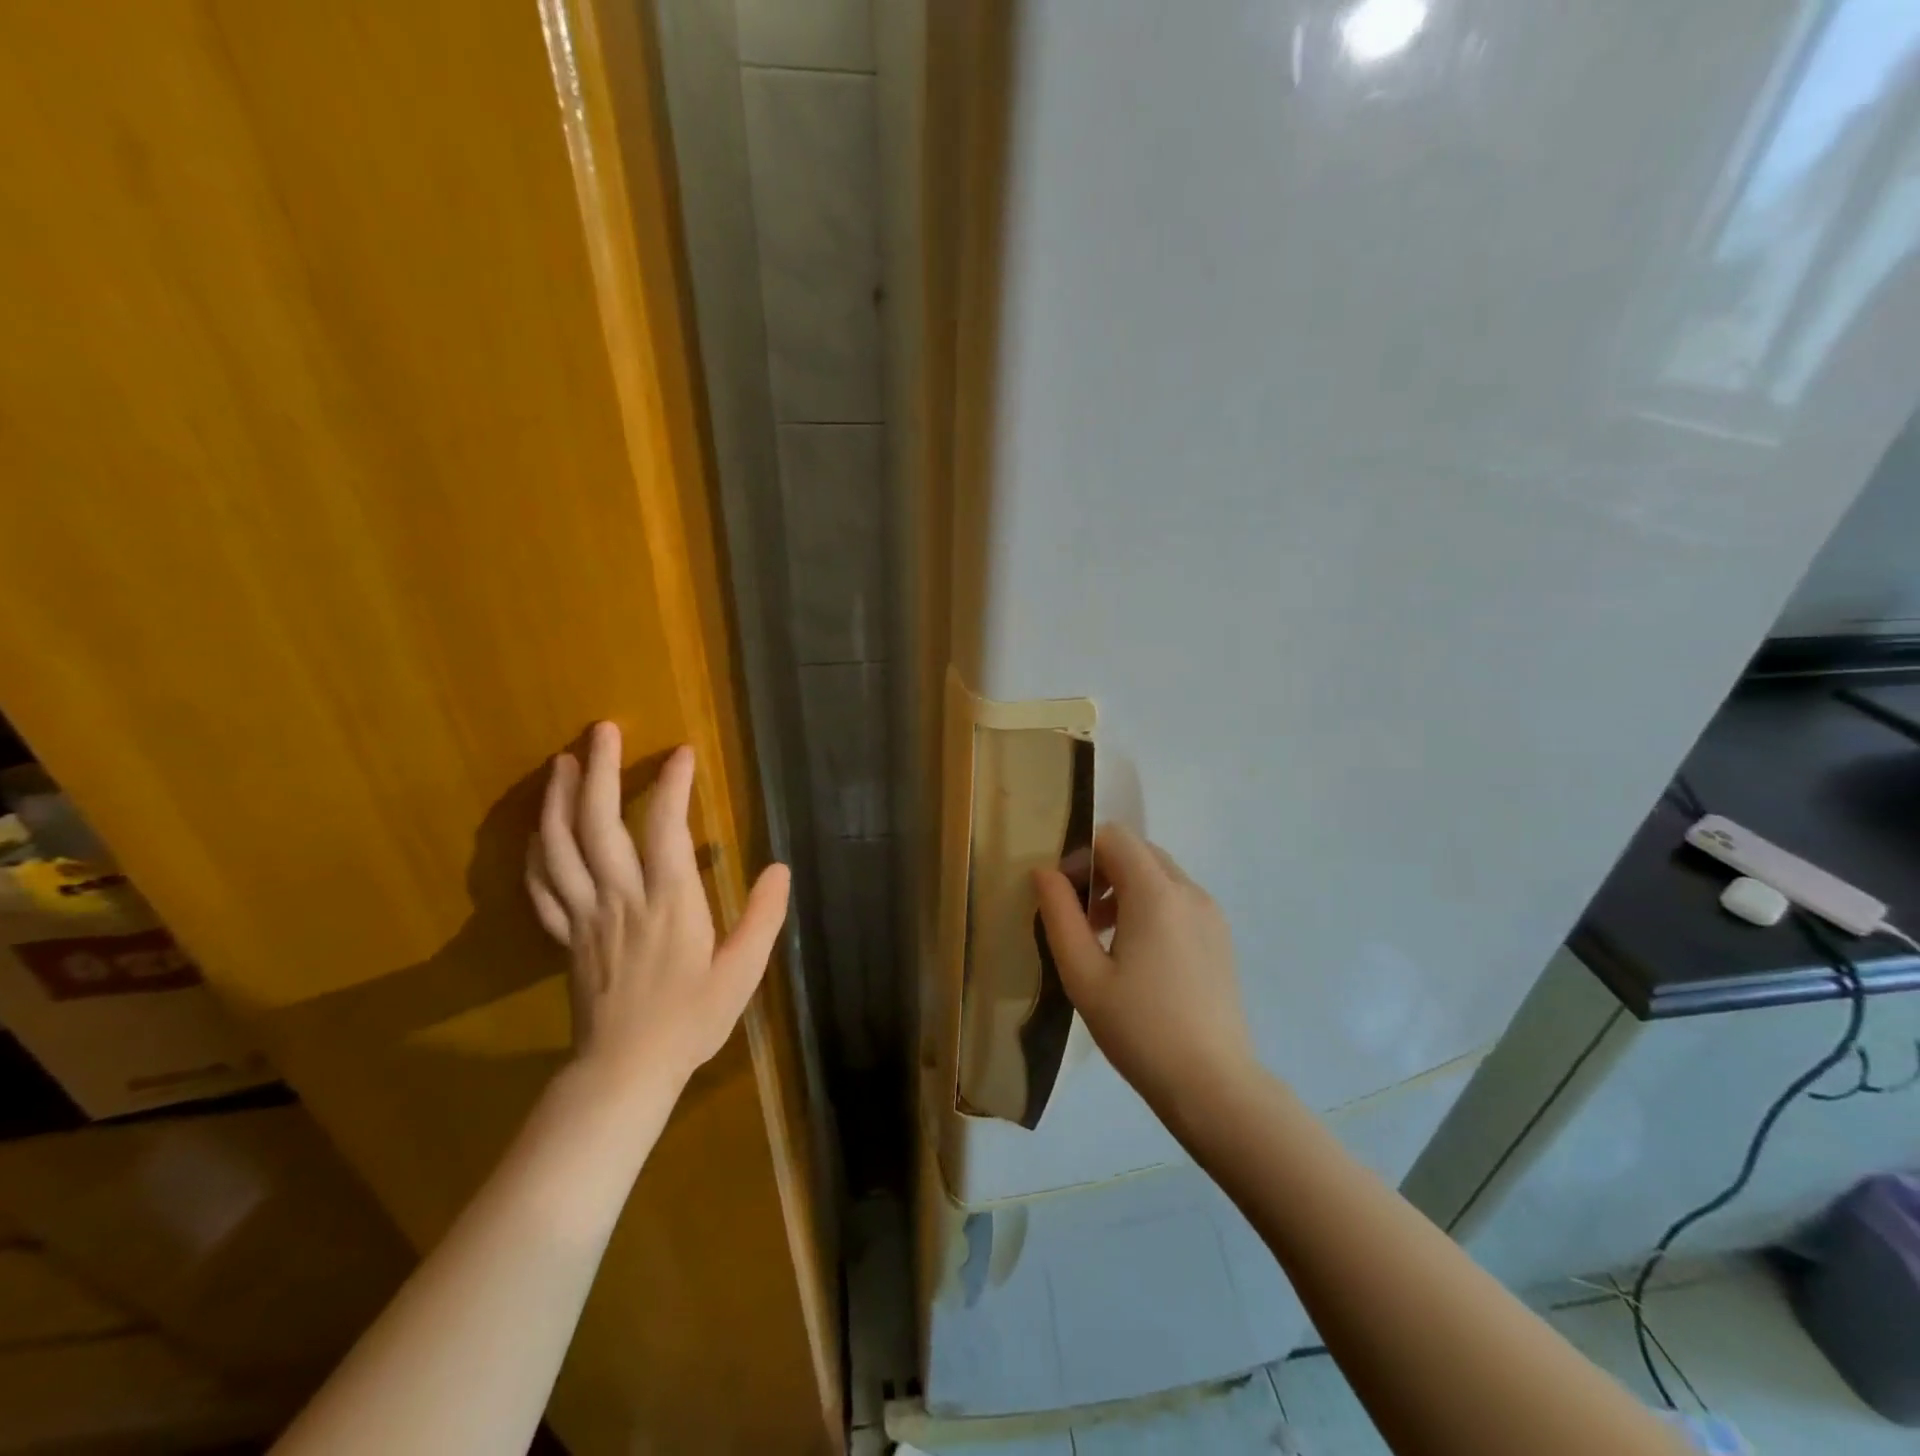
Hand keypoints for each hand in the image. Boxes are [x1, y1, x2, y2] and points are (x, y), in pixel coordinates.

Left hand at [526, 722, 789, 1093]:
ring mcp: (585, 916)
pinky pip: (541, 885)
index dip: (673, 786)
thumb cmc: (691, 1019)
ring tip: (565, 762)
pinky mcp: (564, 935)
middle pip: (599, 824)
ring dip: (560, 799)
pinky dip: (536, 850)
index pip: (666, 830)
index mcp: (670, 904)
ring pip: (561, 847)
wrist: (625, 1070)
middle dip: (602, 771)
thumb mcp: (743, 972)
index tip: (683, 752)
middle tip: (602, 729)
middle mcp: (621, 899)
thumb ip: (763, 917)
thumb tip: (780, 867)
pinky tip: (539, 828)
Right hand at [1034, 824, 1255, 1114]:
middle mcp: (1189, 891)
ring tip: (1104, 939)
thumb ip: (1059, 915)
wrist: (1213, 1085)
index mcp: (1156, 893)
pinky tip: (1139, 956)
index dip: (1082, 853)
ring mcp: (1211, 913)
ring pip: (1160, 875)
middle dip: (1102, 869)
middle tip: (1079, 917)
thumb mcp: (1083, 974)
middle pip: (1138, 851)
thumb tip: (1044, 872)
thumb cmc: (1139, 1029)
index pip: (1115, 837)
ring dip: (1126, 888)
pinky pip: (1179, 899)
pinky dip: (1151, 906)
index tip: (1064, 894)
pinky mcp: (1220, 936)